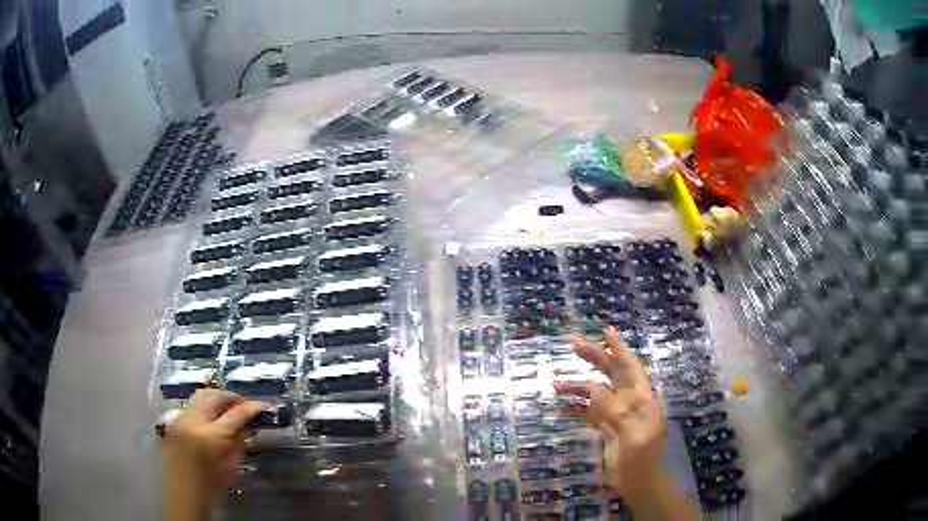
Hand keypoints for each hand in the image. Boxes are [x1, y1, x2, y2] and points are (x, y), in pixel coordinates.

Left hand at [159, 389, 264, 520]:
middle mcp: (193, 422)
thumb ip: (237, 443)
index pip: (235, 414)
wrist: (182, 496)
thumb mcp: (230, 467)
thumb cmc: (211, 488)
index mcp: (212, 437)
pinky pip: (190, 408)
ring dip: (215, 398)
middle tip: (243, 405)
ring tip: (226, 407)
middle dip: (231, 397)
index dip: (250, 408)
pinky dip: (203, 408)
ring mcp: (179, 420)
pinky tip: (209, 420)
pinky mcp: (171, 423)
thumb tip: (245, 427)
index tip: (261, 406)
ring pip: (199, 396)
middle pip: (214, 396)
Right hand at [554, 327, 665, 495]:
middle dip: (594, 358)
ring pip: (596, 393)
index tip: (606, 330)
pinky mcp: (607, 429)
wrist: (639, 483)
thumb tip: (594, 389)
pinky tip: (559, 408)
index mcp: (642, 398)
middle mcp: (630, 401)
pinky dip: (574, 409)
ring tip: (555, 383)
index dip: (619, 348)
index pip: (630, 367)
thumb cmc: (641, 458)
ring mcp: (617, 415)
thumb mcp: (633, 433)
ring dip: (577, 386)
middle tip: (573, 344)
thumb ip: (615, 409)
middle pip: (611, 373)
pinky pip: (588, 413)